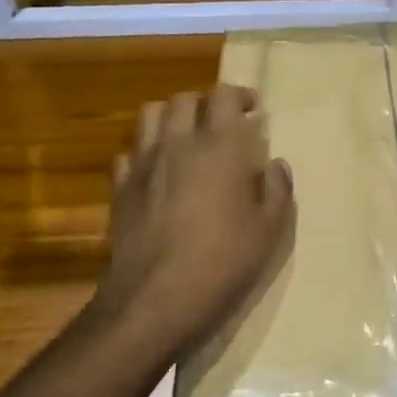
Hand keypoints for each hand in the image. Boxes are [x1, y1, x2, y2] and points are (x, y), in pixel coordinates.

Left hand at [94, 85, 295, 360]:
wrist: (154, 300)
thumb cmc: (222, 263)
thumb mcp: (268, 232)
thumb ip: (277, 190)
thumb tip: (276, 164)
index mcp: (219, 147)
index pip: (224, 95)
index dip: (240, 95)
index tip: (254, 110)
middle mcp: (178, 143)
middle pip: (184, 99)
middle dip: (205, 103)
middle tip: (221, 123)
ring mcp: (143, 164)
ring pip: (150, 115)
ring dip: (170, 117)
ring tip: (186, 136)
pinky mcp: (120, 188)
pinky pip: (129, 153)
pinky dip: (144, 152)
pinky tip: (157, 171)